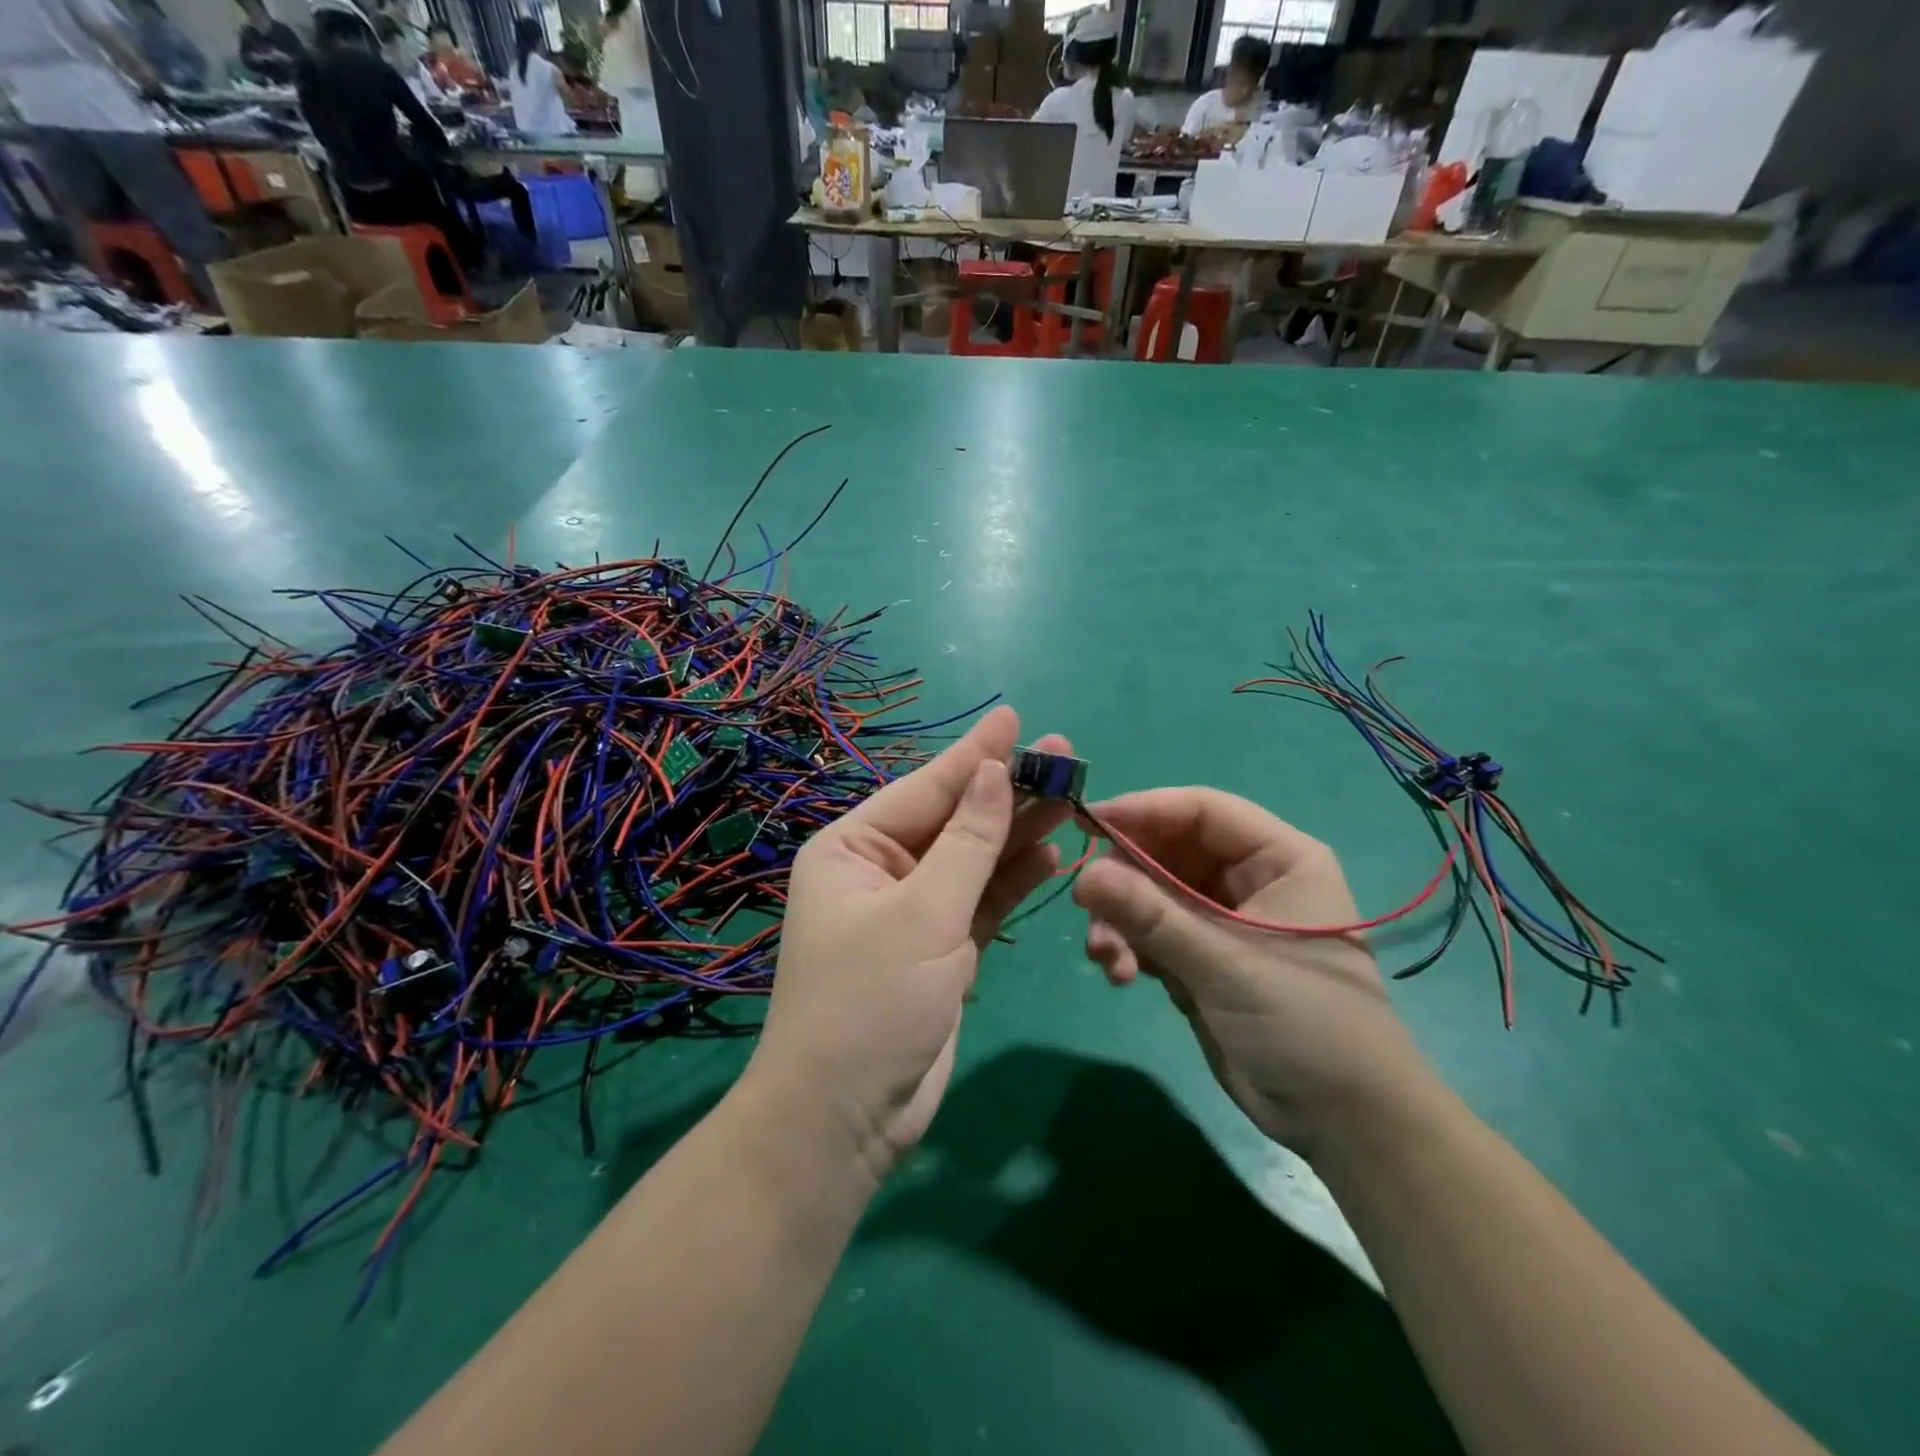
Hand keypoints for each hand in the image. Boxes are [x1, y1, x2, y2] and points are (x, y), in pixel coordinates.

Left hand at [749, 707, 1071, 1179]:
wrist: (848, 1119)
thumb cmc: (870, 1003)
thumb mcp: (923, 914)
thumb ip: (967, 842)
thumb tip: (993, 771)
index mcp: (853, 848)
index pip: (925, 788)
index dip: (975, 754)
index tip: (1015, 717)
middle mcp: (881, 870)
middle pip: (955, 819)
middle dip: (1007, 790)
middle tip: (1066, 756)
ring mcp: (914, 909)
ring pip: (974, 858)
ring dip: (1018, 831)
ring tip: (1071, 796)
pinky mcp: (942, 946)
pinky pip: (982, 899)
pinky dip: (1013, 878)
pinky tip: (1050, 852)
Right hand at [1073, 789, 1430, 1157]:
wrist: (1344, 1124)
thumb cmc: (1306, 1024)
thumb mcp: (1226, 964)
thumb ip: (1151, 916)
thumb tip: (1082, 875)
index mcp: (1279, 858)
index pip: (1201, 811)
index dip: (1143, 810)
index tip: (1086, 822)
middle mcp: (1249, 879)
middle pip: (1168, 851)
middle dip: (1125, 878)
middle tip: (1085, 903)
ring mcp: (1222, 921)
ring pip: (1152, 894)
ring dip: (1121, 920)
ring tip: (1105, 957)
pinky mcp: (1202, 959)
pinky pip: (1151, 933)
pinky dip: (1129, 947)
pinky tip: (1119, 975)